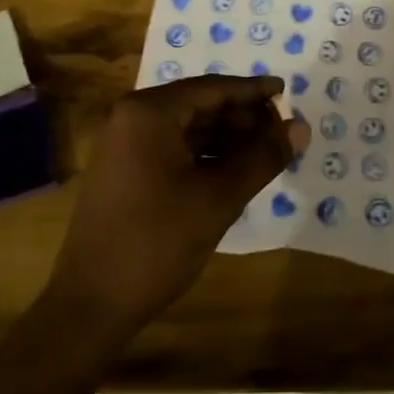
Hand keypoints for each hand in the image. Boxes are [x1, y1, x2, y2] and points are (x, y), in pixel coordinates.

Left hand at [49, 76, 309, 333]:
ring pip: (187, 127)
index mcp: (149, 112)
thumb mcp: (218, 198)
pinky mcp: (124, 170)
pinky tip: (232, 169)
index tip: (286, 90)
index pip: (212, 88)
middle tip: (280, 132)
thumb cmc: (156, 242)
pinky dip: (204, 154)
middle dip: (241, 117)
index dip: (252, 90)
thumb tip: (301, 128)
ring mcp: (124, 144)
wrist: (91, 305)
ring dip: (226, 137)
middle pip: (199, 104)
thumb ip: (262, 157)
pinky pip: (172, 147)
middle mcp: (132, 117)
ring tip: (264, 152)